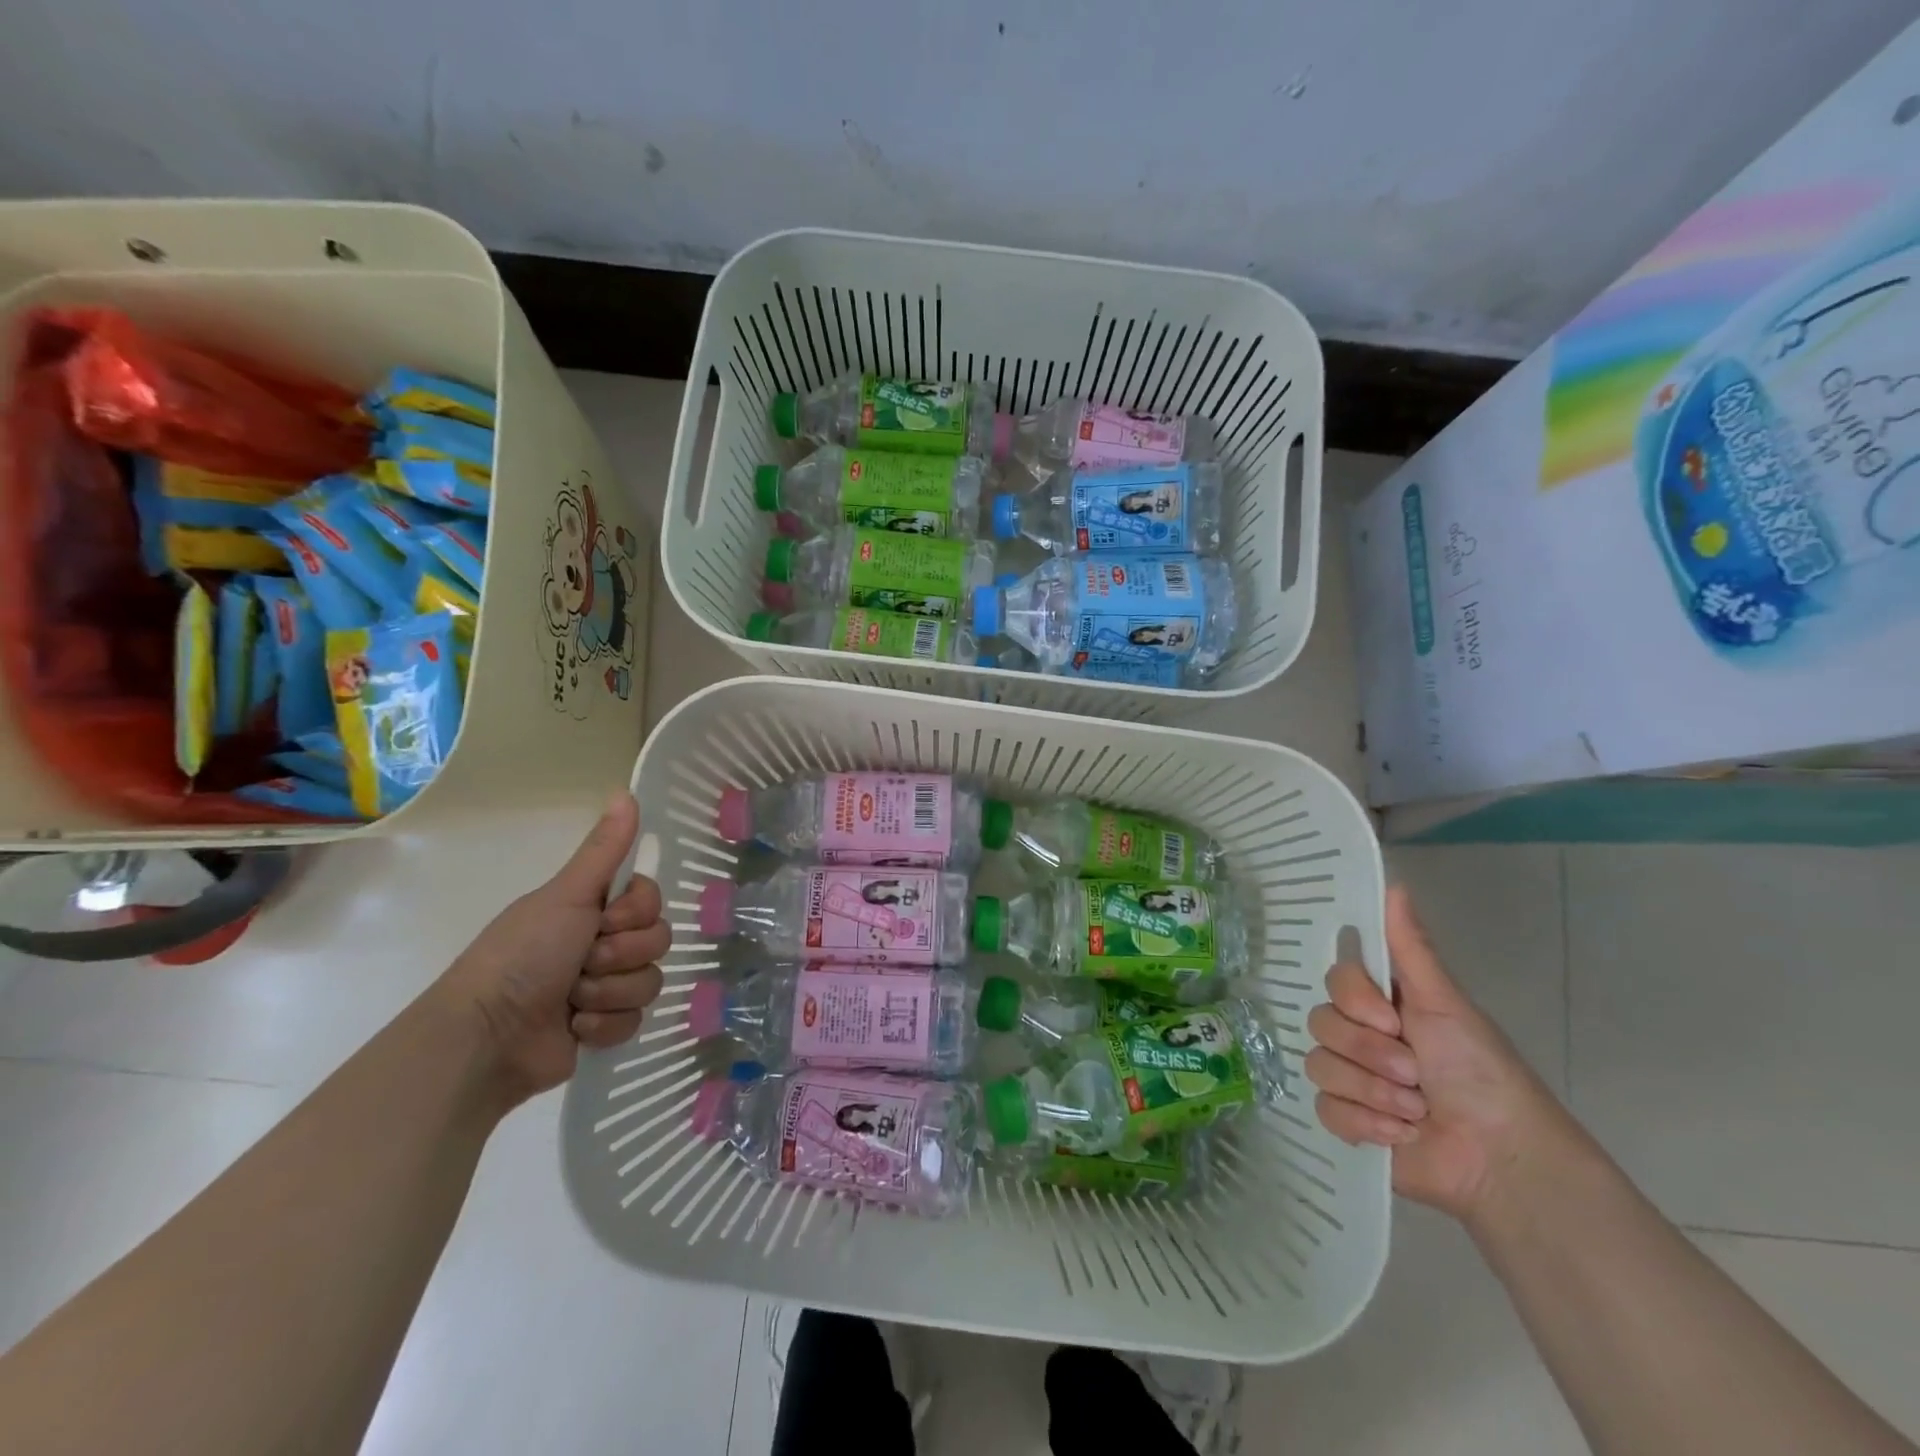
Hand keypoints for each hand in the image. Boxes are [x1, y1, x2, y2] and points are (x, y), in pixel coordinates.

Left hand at [433, 793, 669, 1106]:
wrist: (488, 1036)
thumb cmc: (523, 956)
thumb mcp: (565, 896)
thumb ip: (603, 850)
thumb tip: (626, 791)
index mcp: (593, 910)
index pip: (651, 900)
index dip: (637, 912)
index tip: (604, 920)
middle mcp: (602, 944)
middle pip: (657, 940)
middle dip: (621, 955)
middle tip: (583, 961)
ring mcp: (605, 988)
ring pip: (650, 981)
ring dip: (610, 991)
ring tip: (573, 1000)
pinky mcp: (604, 1029)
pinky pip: (636, 1021)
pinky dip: (605, 1025)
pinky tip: (576, 1027)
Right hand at [1306, 884, 1571, 1223]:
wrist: (1500, 1157)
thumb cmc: (1481, 1072)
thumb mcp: (1446, 1004)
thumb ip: (1412, 949)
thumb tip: (1395, 883)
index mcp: (1384, 1005)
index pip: (1335, 981)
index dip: (1355, 1000)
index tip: (1391, 1019)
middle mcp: (1362, 1036)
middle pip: (1321, 1022)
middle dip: (1369, 1053)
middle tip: (1413, 1072)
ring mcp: (1352, 1079)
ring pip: (1320, 1066)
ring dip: (1372, 1091)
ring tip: (1415, 1110)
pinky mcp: (1348, 1122)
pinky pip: (1325, 1108)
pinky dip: (1365, 1123)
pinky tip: (1399, 1133)